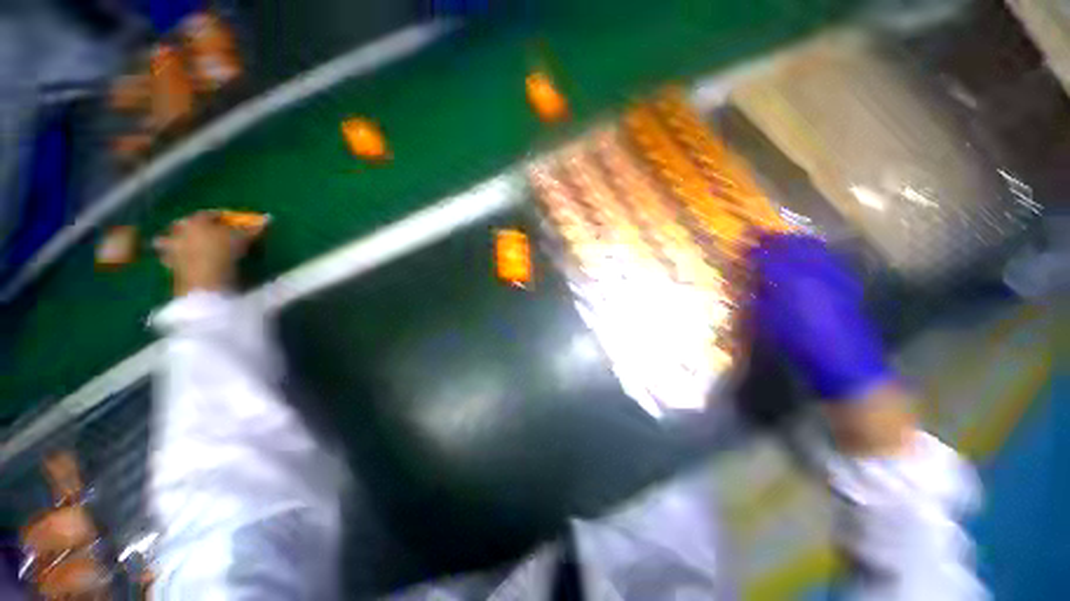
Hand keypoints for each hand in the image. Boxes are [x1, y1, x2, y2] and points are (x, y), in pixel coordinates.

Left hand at [155, 211, 253, 296]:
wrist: (204, 279)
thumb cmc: (224, 252)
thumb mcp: (244, 239)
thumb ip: (254, 228)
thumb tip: (269, 218)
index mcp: (197, 220)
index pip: (210, 214)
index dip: (223, 216)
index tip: (233, 219)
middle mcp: (180, 230)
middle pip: (185, 224)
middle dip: (194, 227)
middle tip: (206, 231)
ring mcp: (171, 248)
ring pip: (170, 241)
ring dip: (176, 242)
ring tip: (186, 246)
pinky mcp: (170, 266)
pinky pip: (170, 259)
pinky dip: (175, 259)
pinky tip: (182, 263)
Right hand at [748, 233, 894, 401]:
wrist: (845, 362)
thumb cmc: (797, 344)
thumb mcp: (766, 322)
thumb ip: (757, 296)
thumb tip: (749, 280)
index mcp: (789, 281)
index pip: (767, 255)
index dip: (754, 247)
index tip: (743, 240)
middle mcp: (813, 271)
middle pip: (793, 244)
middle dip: (776, 238)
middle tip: (761, 236)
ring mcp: (834, 275)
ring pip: (814, 247)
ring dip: (796, 241)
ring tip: (785, 240)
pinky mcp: (848, 283)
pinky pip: (829, 258)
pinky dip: (816, 251)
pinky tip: (811, 255)